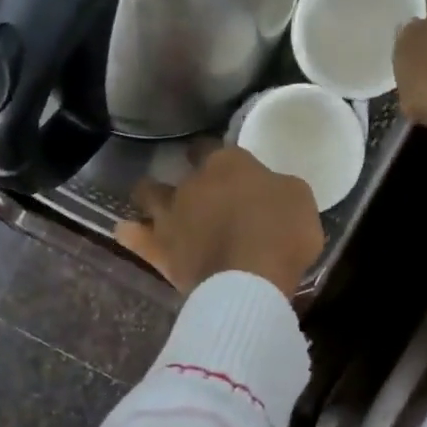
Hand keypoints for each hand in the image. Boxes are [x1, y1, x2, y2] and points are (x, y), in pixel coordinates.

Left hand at [116, 146, 324, 298]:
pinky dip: (130, 232)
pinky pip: (132, 236)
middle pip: (181, 170)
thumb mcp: (299, 200)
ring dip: (150, 197)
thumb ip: (277, 190)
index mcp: (228, 164)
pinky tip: (127, 230)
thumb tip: (268, 192)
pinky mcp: (158, 250)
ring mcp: (170, 216)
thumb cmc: (282, 235)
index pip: (212, 147)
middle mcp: (193, 183)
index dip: (215, 154)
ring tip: (156, 206)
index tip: (223, 166)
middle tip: (198, 192)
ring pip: (147, 194)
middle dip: (185, 176)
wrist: (249, 279)